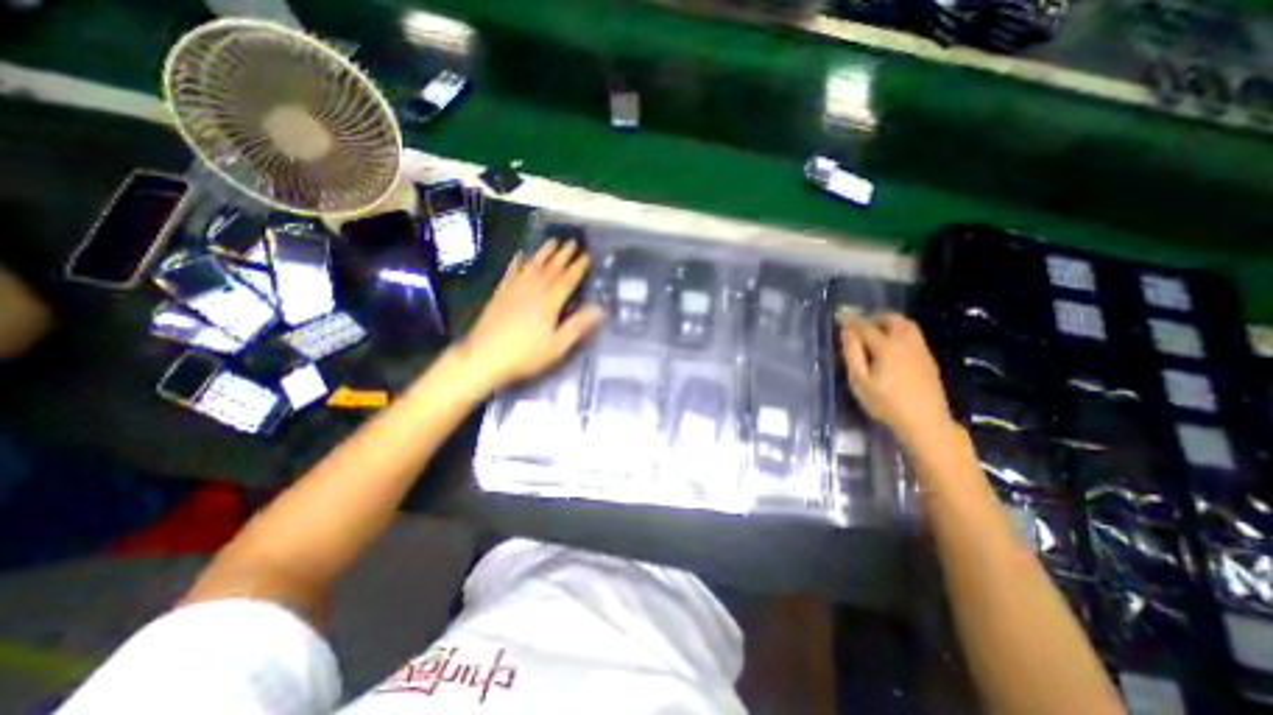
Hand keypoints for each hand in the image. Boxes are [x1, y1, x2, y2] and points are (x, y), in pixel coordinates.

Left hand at [452, 241, 602, 397]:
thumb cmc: (526, 355)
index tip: (587, 255)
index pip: (568, 280)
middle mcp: (533, 290)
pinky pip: (511, 272)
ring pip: (532, 266)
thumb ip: (577, 325)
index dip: (578, 267)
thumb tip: (598, 309)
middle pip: (551, 268)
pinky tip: (520, 255)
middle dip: (564, 255)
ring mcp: (514, 289)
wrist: (485, 357)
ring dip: (543, 253)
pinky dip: (517, 263)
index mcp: (550, 302)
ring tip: (552, 242)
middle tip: (573, 242)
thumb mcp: (557, 345)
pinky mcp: (500, 294)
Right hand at [838, 311, 955, 446]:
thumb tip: (846, 332)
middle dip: (874, 317)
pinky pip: (913, 335)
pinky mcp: (928, 358)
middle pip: (891, 319)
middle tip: (860, 325)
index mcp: (887, 347)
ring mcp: (920, 349)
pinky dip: (899, 331)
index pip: (866, 327)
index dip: (852, 322)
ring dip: (889, 322)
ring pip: (906, 324)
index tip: (840, 319)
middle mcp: (906, 342)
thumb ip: (852, 354)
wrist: (925, 421)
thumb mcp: (860, 381)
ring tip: (875, 332)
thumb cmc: (886, 403)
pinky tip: (892, 345)